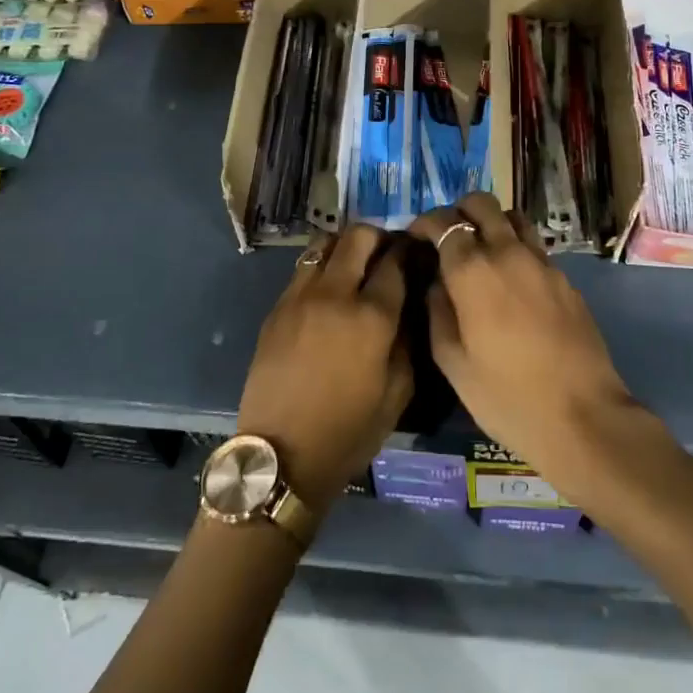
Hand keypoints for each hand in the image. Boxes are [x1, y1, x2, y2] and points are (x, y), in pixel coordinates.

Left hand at [235, 226, 412, 507]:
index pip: (395, 260)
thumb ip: (408, 339)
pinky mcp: (277, 308)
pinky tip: (327, 292)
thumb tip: (409, 305)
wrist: (282, 455)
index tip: (414, 252)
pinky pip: (303, 269)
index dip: (408, 250)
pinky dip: (321, 267)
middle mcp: (336, 294)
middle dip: (378, 237)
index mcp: (372, 316)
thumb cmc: (349, 431)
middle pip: (358, 236)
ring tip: (354, 266)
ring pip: (324, 244)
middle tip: (385, 254)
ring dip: (345, 247)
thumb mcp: (399, 392)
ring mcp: (301, 297)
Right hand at [410, 194, 636, 492]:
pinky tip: (512, 280)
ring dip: (492, 222)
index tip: (416, 236)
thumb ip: (438, 312)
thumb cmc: (506, 396)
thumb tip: (437, 283)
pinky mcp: (564, 278)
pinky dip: (516, 247)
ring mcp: (541, 262)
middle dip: (459, 211)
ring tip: (482, 250)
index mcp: (472, 270)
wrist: (583, 416)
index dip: (425, 223)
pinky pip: (534, 246)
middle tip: (448, 237)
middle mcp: (507, 252)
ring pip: (513, 217)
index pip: (443, 223)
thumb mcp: (453, 362)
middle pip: (481, 204)